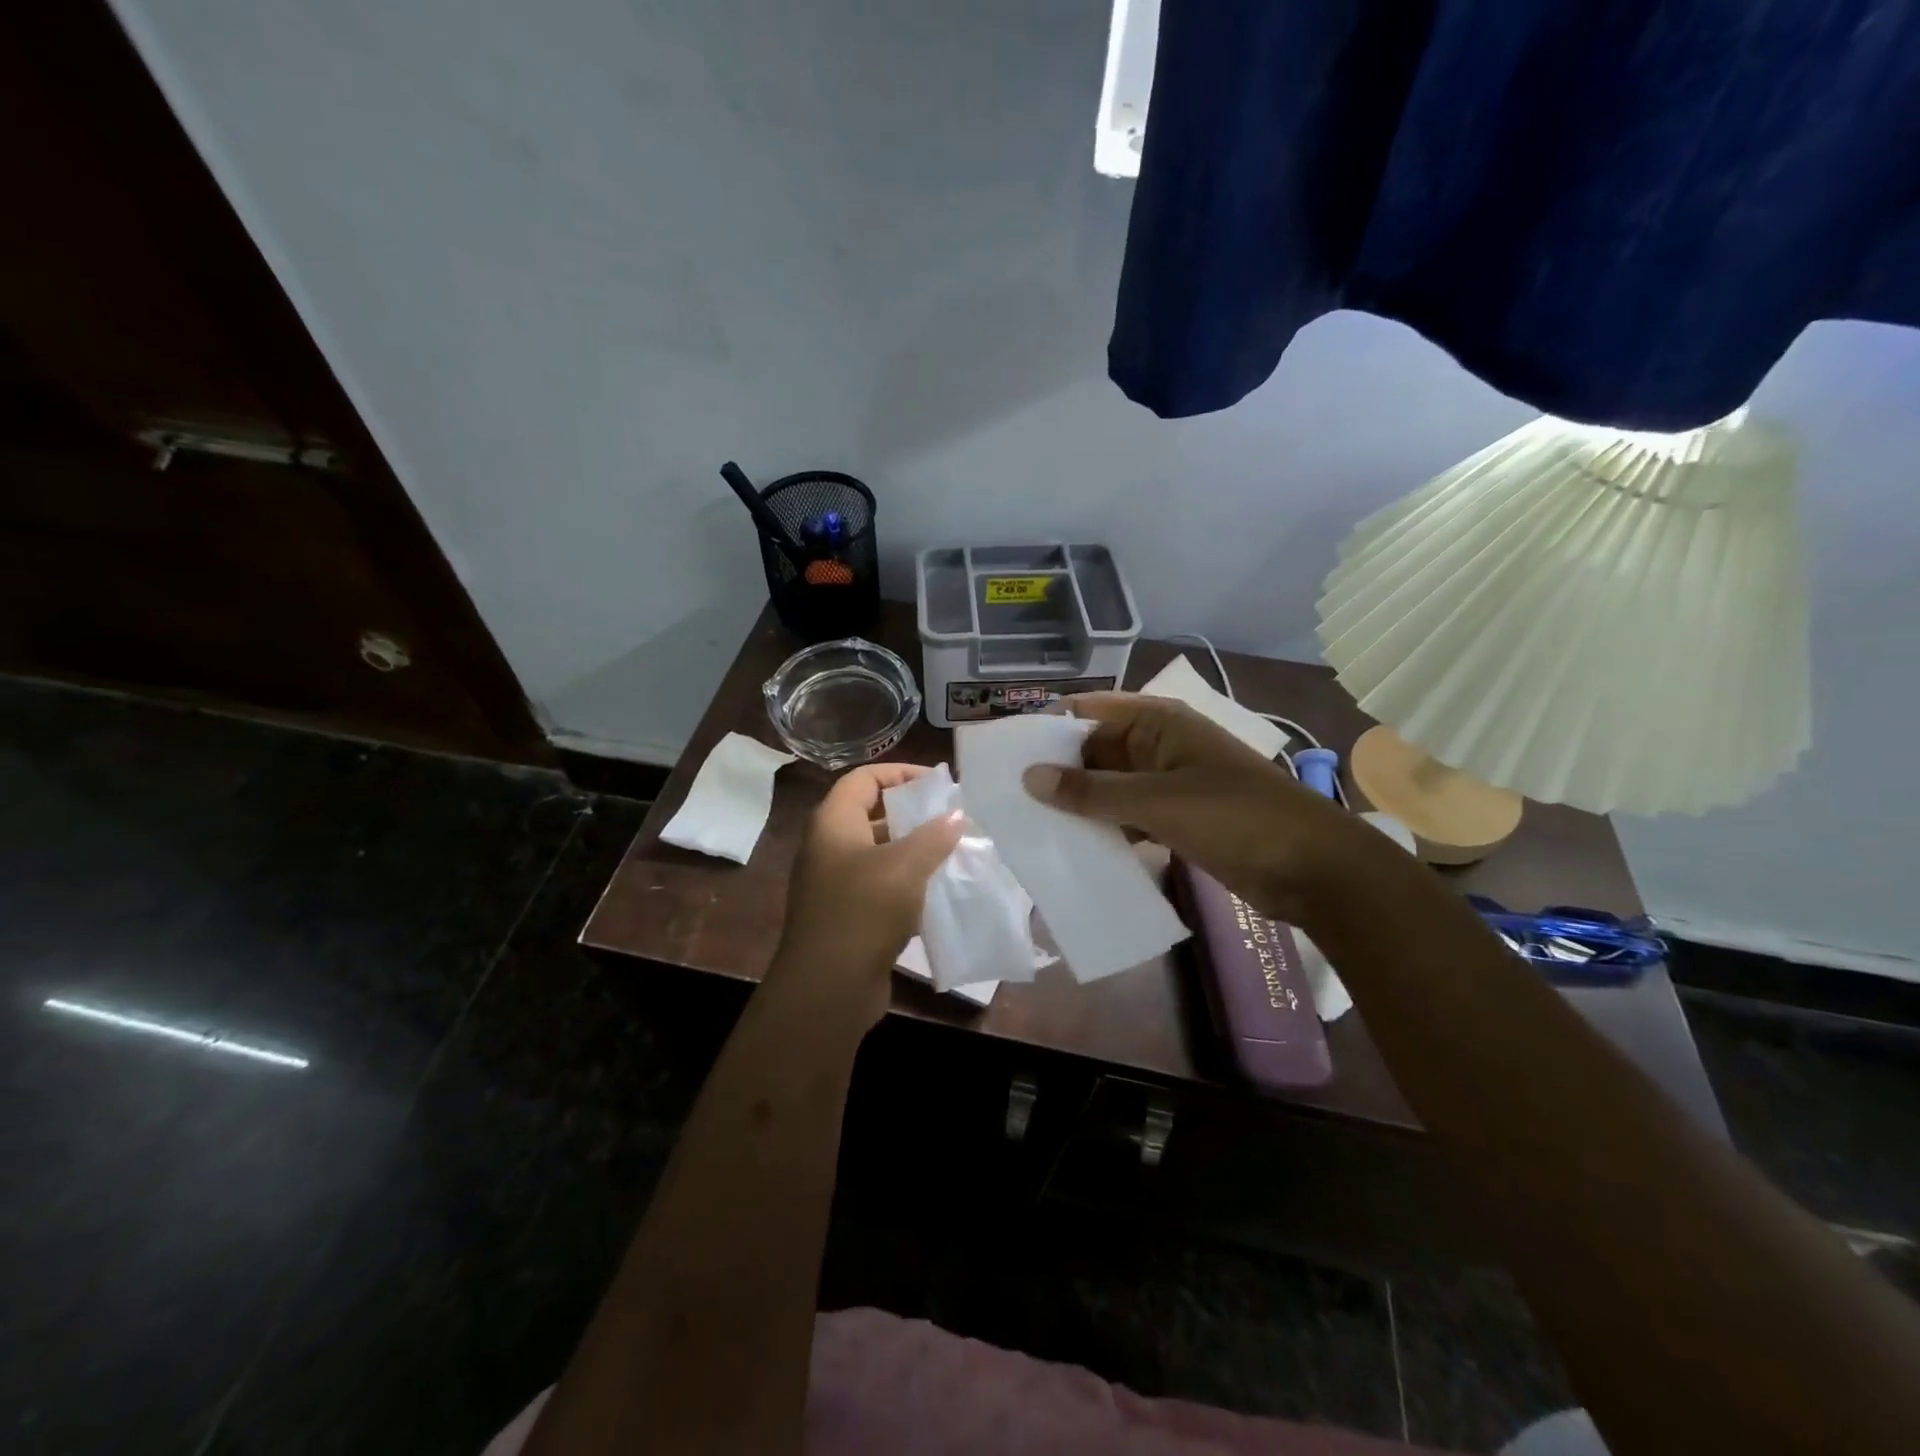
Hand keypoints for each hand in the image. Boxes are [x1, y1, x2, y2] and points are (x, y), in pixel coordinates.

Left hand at [769, 763, 962, 1027]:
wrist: (829, 987)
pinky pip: (881, 886)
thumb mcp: (905, 866)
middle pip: (871, 814)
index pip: (863, 778)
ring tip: (953, 852)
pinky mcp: (848, 915)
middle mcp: (829, 847)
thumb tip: (955, 816)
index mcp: (833, 823)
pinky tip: (939, 891)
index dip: (899, 773)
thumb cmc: (864, 911)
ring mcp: (835, 883)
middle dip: (913, 814)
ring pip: (879, 853)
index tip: (938, 784)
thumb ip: (933, 836)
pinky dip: (908, 883)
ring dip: (914, 850)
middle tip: (951, 818)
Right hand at [1021, 693, 1374, 924]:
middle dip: (1057, 773)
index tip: (1005, 755)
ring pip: (1109, 787)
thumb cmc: (1235, 817)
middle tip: (1008, 799)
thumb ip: (1091, 791)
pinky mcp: (1176, 818)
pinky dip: (1104, 829)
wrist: (1313, 868)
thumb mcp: (1156, 801)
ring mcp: (1169, 783)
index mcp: (1157, 723)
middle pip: (1094, 751)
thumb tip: (1029, 777)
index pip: (1087, 713)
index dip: (1046, 729)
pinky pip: (1127, 816)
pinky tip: (1073, 848)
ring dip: (1078, 804)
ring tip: (1030, 825)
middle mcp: (1159, 745)